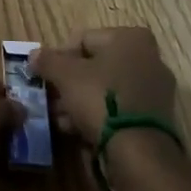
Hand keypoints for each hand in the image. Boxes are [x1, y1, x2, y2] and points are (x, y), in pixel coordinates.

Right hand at [29, 28, 176, 140]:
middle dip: (71, 83)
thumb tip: (33, 55)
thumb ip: (47, 60)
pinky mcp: (157, 119)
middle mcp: (149, 57)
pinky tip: (78, 130)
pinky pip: (120, 110)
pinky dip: (100, 116)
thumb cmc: (102, 99)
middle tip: (53, 99)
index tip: (47, 76)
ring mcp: (155, 90)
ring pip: (107, 89)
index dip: (60, 57)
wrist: (140, 153)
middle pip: (96, 65)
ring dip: (81, 101)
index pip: (84, 39)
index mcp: (130, 37)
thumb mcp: (65, 75)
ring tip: (61, 119)